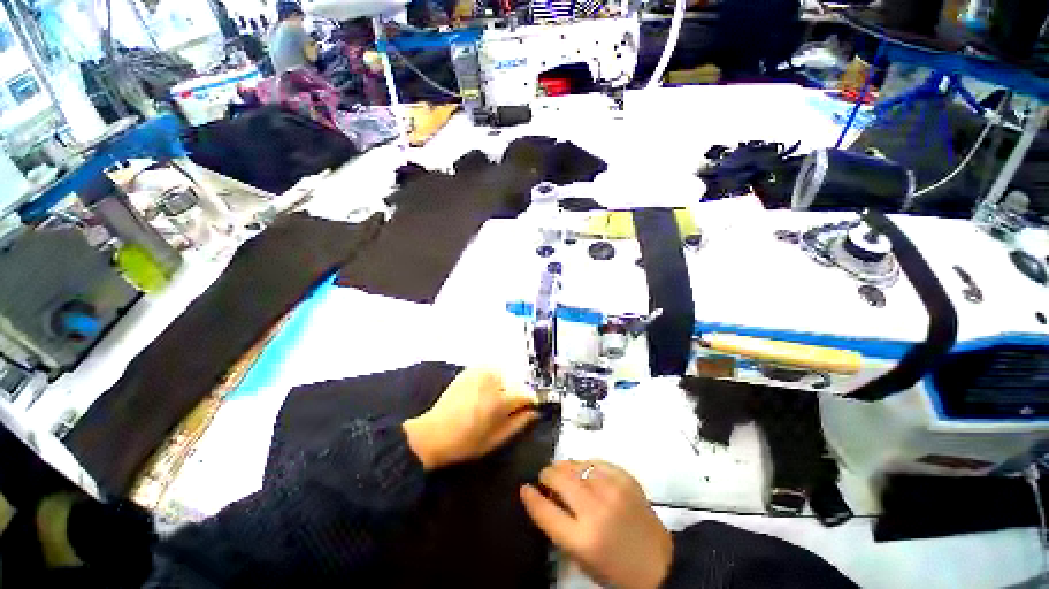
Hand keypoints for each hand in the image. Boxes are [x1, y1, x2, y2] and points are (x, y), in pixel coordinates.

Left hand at [403, 368, 537, 469]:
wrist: (433, 433)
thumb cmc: (467, 442)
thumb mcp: (497, 439)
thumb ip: (519, 423)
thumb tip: (535, 412)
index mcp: (501, 400)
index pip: (527, 393)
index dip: (530, 402)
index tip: (528, 409)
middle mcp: (493, 380)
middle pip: (515, 384)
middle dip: (513, 395)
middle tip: (502, 410)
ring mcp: (480, 372)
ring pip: (502, 377)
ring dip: (501, 387)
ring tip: (489, 402)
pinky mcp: (470, 370)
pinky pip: (489, 372)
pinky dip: (489, 380)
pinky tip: (479, 394)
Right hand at [520, 461, 672, 588]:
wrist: (659, 563)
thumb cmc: (614, 567)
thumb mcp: (581, 557)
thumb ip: (559, 526)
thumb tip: (543, 496)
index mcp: (583, 539)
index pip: (546, 511)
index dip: (531, 497)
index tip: (524, 487)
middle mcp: (596, 510)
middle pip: (560, 478)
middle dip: (547, 475)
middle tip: (546, 478)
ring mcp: (613, 490)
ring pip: (576, 465)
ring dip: (566, 468)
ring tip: (565, 474)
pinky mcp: (626, 478)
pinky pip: (596, 462)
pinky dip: (586, 466)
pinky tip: (586, 473)